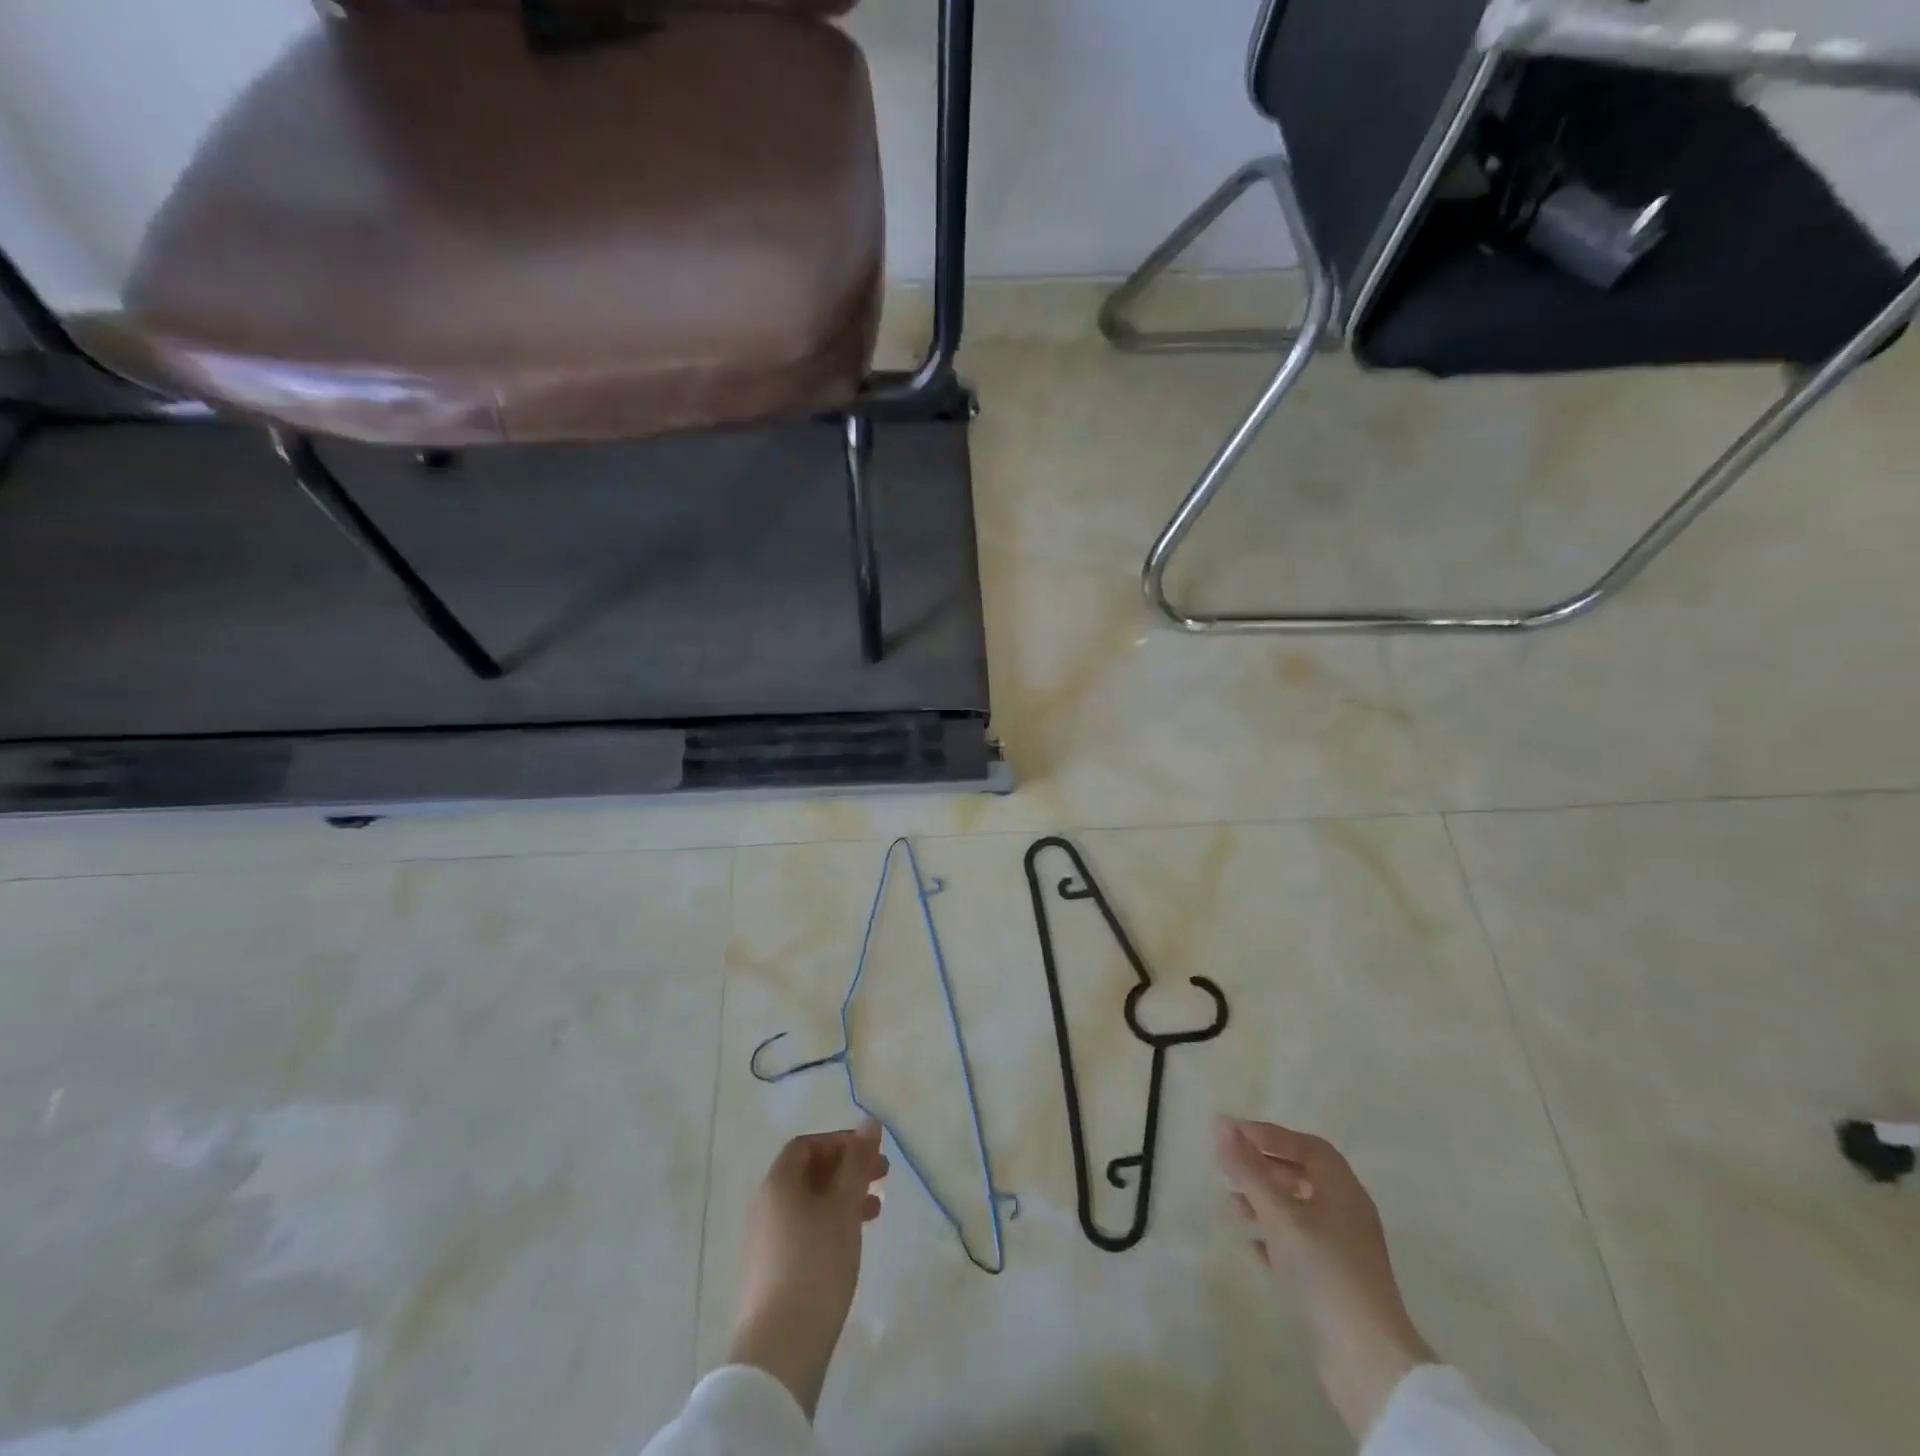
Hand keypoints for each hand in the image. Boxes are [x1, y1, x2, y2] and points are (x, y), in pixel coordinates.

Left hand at [729, 1120, 889, 1418]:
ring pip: (808, 1203)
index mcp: (778, 1183)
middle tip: (882, 1177)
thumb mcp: (844, 1206)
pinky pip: (803, 1230)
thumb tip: (870, 1122)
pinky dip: (829, 1224)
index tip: (871, 1153)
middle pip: (807, 1172)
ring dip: (841, 1198)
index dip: (839, 1141)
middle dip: (846, 1169)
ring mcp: (765, 1241)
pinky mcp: (770, 1273)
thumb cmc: (816, 1263)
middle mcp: (766, 1206)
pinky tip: (850, 1243)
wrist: (780, 1349)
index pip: (806, 1145)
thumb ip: (857, 1162)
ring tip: (874, 1212)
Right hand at [1216, 1117, 1434, 1439]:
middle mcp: (1347, 1213)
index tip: (1232, 1133)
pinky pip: (1300, 1245)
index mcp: (1342, 1190)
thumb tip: (1221, 1124)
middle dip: (1264, 1167)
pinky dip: (1274, 1236)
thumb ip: (1248, 1169)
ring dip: (1265, 1202)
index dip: (1269, 1135)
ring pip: (1299, 1211)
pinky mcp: (1336, 1283)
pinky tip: (1251, 1245)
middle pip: (1303, 1175)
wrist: (1366, 1362)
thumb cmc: (1322, 1272)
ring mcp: (1344, 1250)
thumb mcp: (1278, 1214)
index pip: (1306, 1146)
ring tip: (1231, 1206)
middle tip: (1229, 1166)